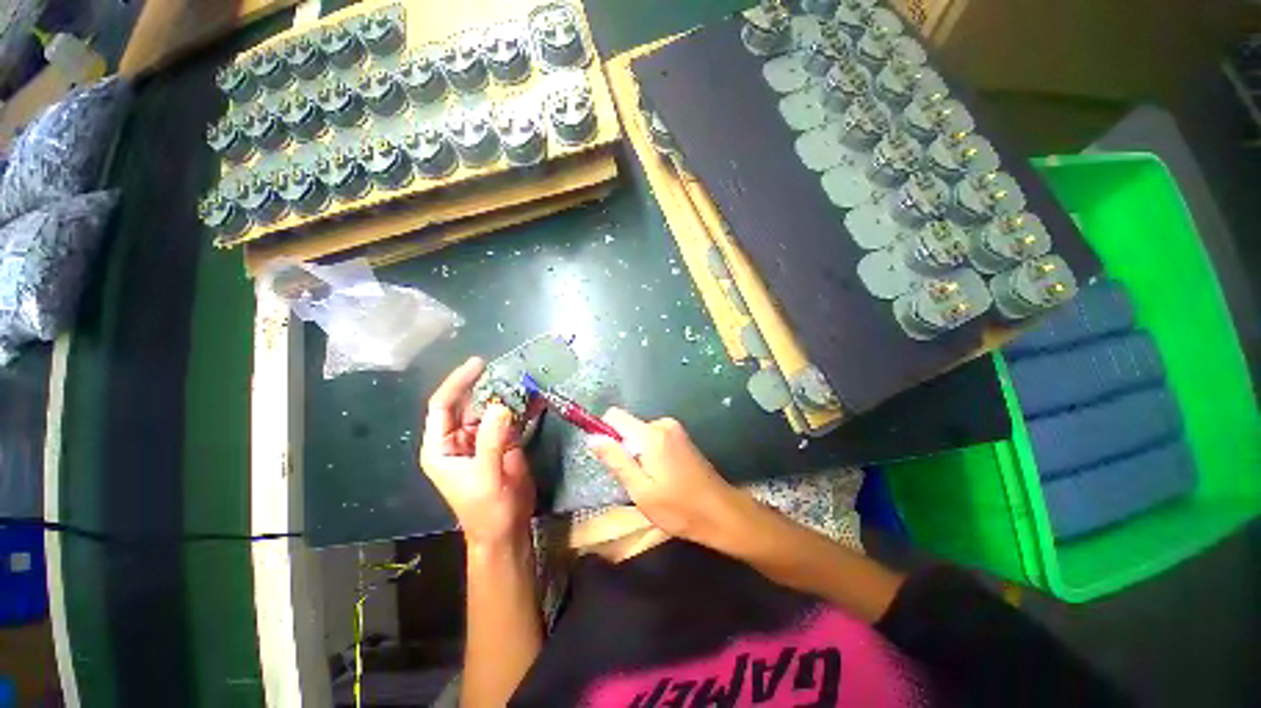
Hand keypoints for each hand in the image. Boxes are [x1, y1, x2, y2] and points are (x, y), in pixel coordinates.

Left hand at [419, 357, 534, 548]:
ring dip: (506, 394)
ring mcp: (482, 439)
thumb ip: (491, 440)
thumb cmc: (487, 509)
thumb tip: (501, 405)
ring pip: (490, 408)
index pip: (442, 406)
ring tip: (523, 378)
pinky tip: (534, 397)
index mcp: (441, 447)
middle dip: (486, 385)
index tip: (478, 364)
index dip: (457, 383)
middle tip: (508, 368)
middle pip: (468, 403)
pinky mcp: (502, 442)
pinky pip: (509, 418)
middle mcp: (458, 439)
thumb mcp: (486, 476)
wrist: (506, 529)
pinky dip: (521, 407)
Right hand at [589, 409, 745, 547]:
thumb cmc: (679, 508)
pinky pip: (652, 437)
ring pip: (639, 434)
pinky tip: (662, 476)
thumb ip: (616, 460)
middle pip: (627, 426)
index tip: (607, 458)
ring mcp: (674, 429)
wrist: (721, 512)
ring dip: (637, 454)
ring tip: (650, 481)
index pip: (614, 415)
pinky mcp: (681, 437)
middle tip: (635, 479)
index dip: (604, 432)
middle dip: (624, 449)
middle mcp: (663, 424)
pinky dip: (649, 453)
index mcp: (651, 434)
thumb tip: (592, 438)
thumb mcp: (641, 490)